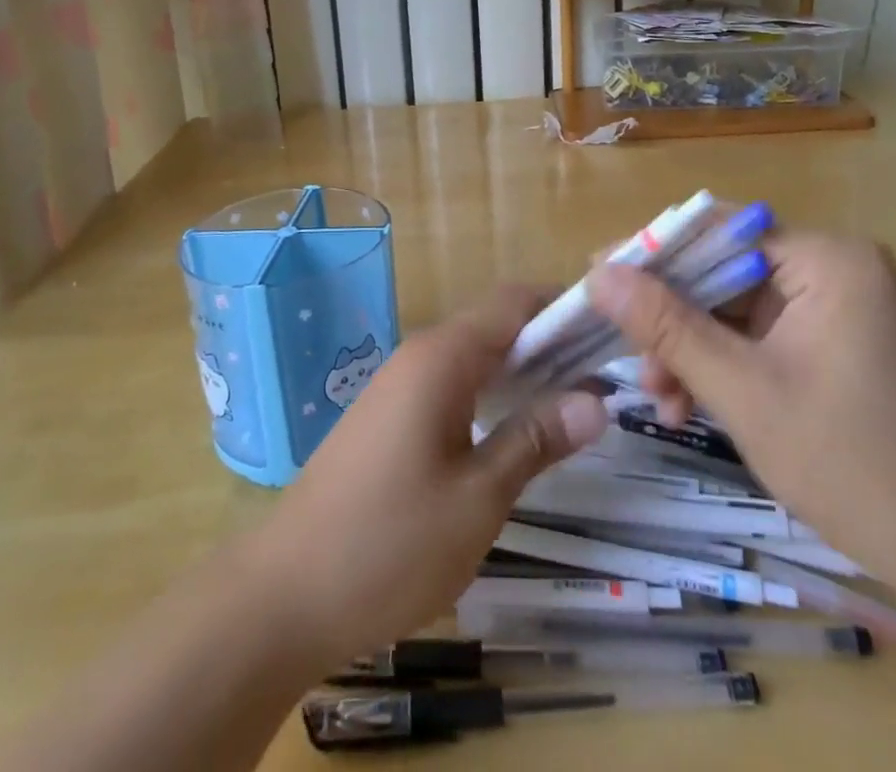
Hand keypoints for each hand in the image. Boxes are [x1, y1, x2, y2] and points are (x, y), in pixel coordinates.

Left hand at [240, 286, 607, 666]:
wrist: (283, 594)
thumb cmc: (389, 544)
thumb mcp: (478, 498)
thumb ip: (536, 439)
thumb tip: (597, 399)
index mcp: (442, 357)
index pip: (515, 302)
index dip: (565, 305)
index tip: (613, 327)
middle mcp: (420, 355)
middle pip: (496, 325)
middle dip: (552, 342)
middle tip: (608, 375)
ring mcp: (398, 385)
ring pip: (474, 356)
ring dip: (523, 370)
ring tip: (576, 403)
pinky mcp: (388, 416)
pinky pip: (451, 383)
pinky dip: (491, 393)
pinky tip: (515, 430)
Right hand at [589, 232, 895, 583]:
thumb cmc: (854, 464)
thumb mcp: (744, 392)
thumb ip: (667, 326)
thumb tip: (598, 274)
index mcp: (824, 259)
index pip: (716, 231)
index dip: (653, 252)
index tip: (596, 279)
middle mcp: (830, 267)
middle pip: (721, 271)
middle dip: (671, 317)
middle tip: (628, 357)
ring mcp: (832, 305)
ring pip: (732, 308)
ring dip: (690, 348)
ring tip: (661, 399)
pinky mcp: (830, 340)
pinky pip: (756, 335)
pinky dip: (721, 364)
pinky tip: (691, 406)